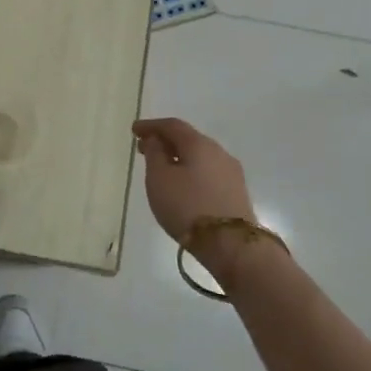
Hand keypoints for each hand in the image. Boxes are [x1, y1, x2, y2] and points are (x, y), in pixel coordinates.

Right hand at [132, 117, 257, 272]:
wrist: (231, 244)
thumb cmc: (187, 207)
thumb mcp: (159, 179)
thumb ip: (155, 154)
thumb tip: (156, 140)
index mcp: (199, 144)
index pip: (173, 125)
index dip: (151, 126)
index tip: (134, 130)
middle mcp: (219, 152)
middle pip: (188, 139)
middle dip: (164, 141)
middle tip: (143, 148)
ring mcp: (231, 172)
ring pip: (200, 157)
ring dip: (178, 157)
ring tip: (161, 168)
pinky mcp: (236, 192)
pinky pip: (208, 172)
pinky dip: (191, 171)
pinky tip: (182, 184)